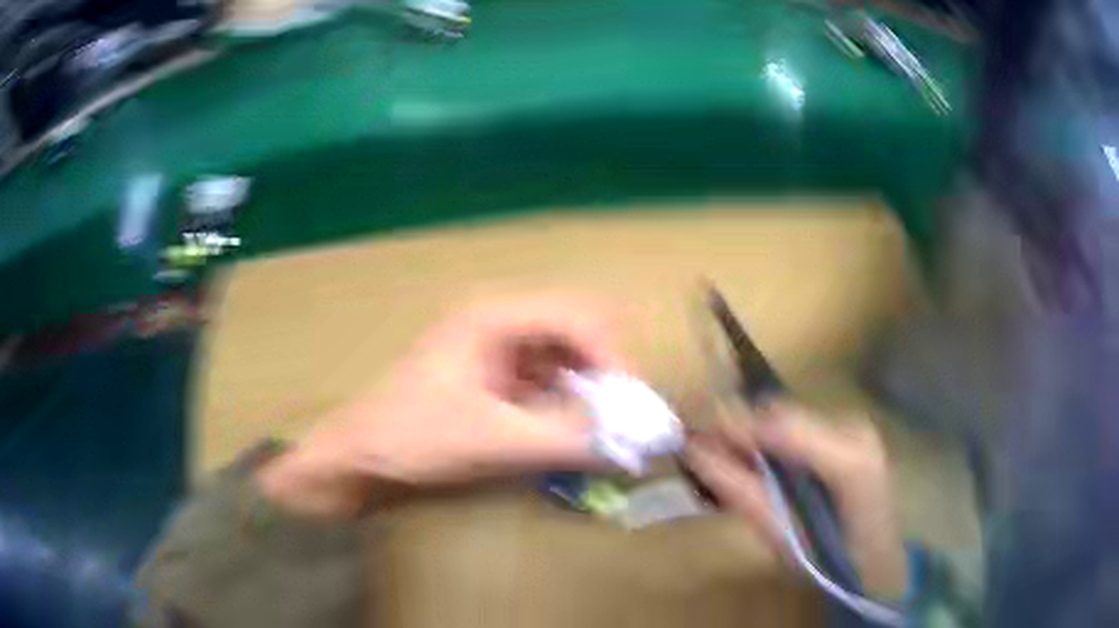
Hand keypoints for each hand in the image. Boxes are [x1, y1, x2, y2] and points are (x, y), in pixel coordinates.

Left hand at [259, 293, 625, 519]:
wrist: (358, 454)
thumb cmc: (413, 436)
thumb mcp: (493, 440)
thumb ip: (565, 441)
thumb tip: (627, 446)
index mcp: (493, 318)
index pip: (575, 317)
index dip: (611, 356)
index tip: (629, 403)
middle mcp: (497, 322)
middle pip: (573, 330)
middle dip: (603, 370)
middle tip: (621, 413)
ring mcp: (493, 348)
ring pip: (560, 355)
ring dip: (585, 387)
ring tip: (601, 426)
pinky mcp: (490, 375)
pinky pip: (543, 378)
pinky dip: (563, 401)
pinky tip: (568, 429)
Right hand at [685, 403, 906, 600]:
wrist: (878, 566)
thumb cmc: (830, 560)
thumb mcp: (783, 536)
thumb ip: (744, 493)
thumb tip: (697, 454)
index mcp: (847, 459)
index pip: (782, 426)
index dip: (735, 426)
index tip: (691, 438)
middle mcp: (855, 431)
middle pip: (784, 415)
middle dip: (739, 429)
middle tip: (701, 451)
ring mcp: (855, 430)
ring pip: (789, 419)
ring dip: (753, 436)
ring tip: (722, 459)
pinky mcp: (850, 436)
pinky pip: (800, 429)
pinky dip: (771, 442)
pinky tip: (755, 462)